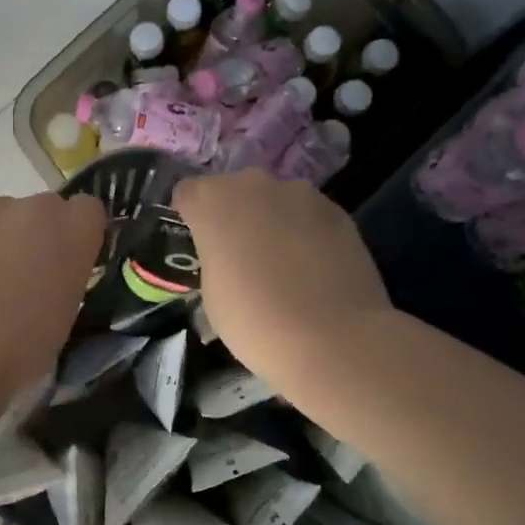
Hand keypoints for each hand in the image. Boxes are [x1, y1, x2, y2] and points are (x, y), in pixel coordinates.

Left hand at [0, 193, 106, 418]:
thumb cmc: (22, 350)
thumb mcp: (66, 316)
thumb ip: (65, 279)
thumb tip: (50, 277)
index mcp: (73, 231)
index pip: (87, 210)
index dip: (75, 234)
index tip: (65, 262)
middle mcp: (33, 208)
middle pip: (40, 209)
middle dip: (33, 235)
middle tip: (18, 277)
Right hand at [173, 170, 391, 398]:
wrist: (334, 339)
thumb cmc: (254, 321)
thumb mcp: (212, 296)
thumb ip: (215, 261)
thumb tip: (229, 262)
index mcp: (212, 202)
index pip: (187, 193)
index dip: (190, 217)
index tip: (198, 245)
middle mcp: (254, 185)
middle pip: (233, 190)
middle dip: (233, 215)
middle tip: (238, 255)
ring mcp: (300, 194)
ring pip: (274, 200)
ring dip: (271, 221)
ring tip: (282, 264)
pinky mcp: (337, 211)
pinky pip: (308, 215)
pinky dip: (305, 233)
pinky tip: (312, 269)